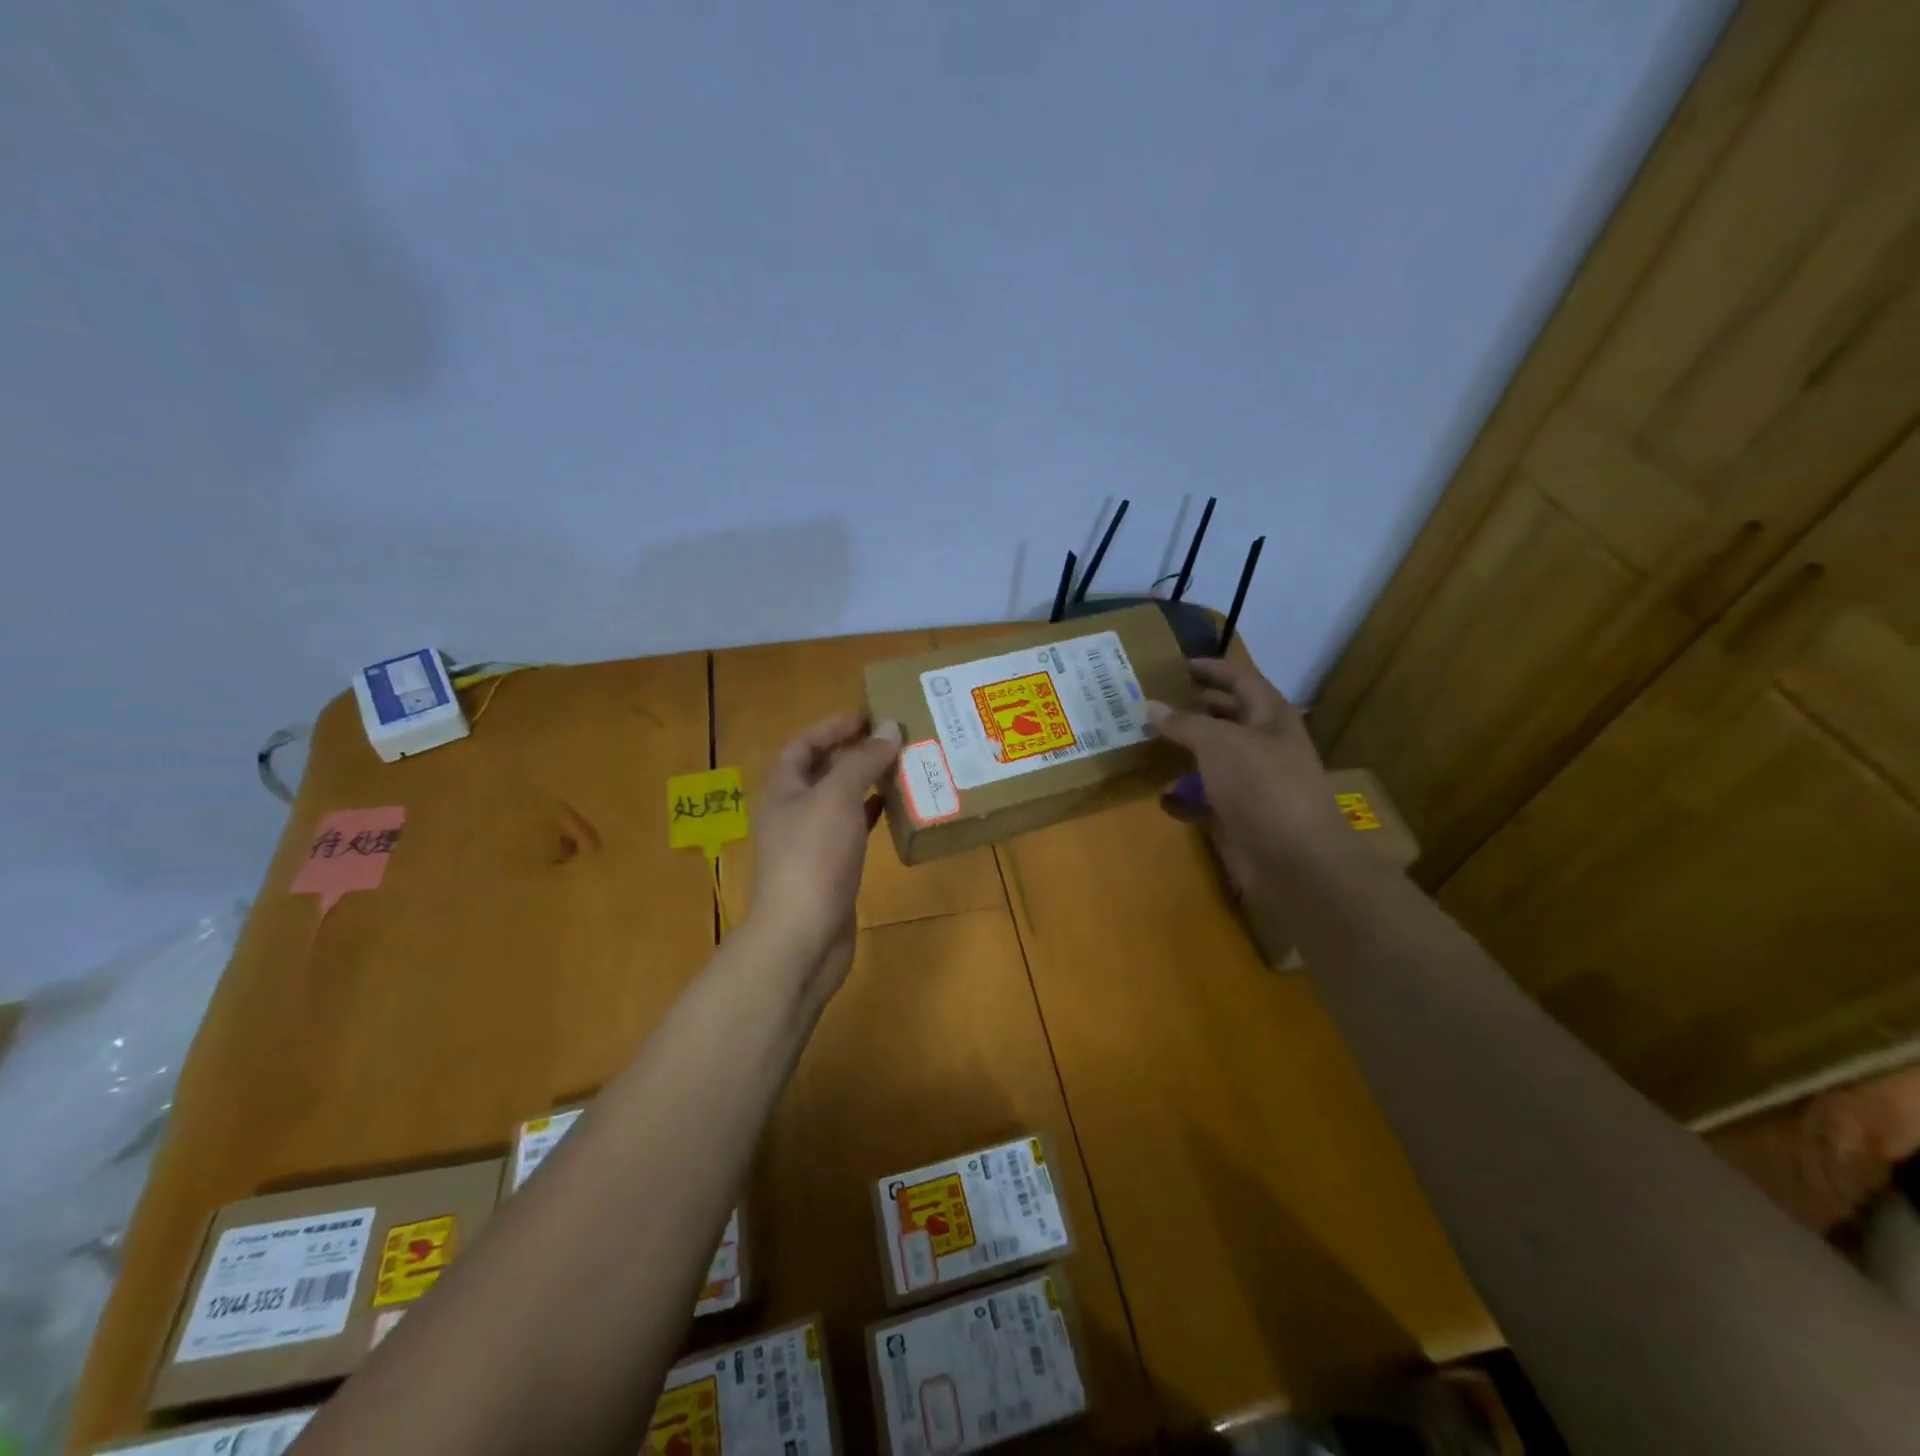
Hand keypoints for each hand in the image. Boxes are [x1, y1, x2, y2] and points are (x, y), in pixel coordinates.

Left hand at [749, 712, 902, 991]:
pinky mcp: (831, 867)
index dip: (833, 726)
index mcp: (783, 789)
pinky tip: (896, 808)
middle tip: (895, 737)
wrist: (803, 935)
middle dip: (855, 751)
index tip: (870, 715)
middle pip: (823, 770)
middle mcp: (793, 811)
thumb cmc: (814, 857)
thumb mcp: (838, 798)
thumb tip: (888, 727)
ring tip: (903, 765)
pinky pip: (853, 828)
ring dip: (867, 781)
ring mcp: (811, 842)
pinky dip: (872, 814)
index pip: (804, 744)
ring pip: (841, 799)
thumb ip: (863, 760)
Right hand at [1146, 657, 1350, 876]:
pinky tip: (1163, 796)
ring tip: (1148, 746)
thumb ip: (1184, 723)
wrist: (1294, 861)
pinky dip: (1185, 798)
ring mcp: (1254, 785)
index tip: (1179, 665)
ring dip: (1185, 754)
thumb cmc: (1261, 786)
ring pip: (1214, 761)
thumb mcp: (1218, 743)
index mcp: (1271, 717)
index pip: (1242, 679)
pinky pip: (1206, 800)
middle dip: (1195, 710)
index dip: (1213, 668)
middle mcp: (1265, 746)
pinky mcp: (1241, 818)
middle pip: (1228, 719)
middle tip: (1157, 703)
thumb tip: (1151, 706)